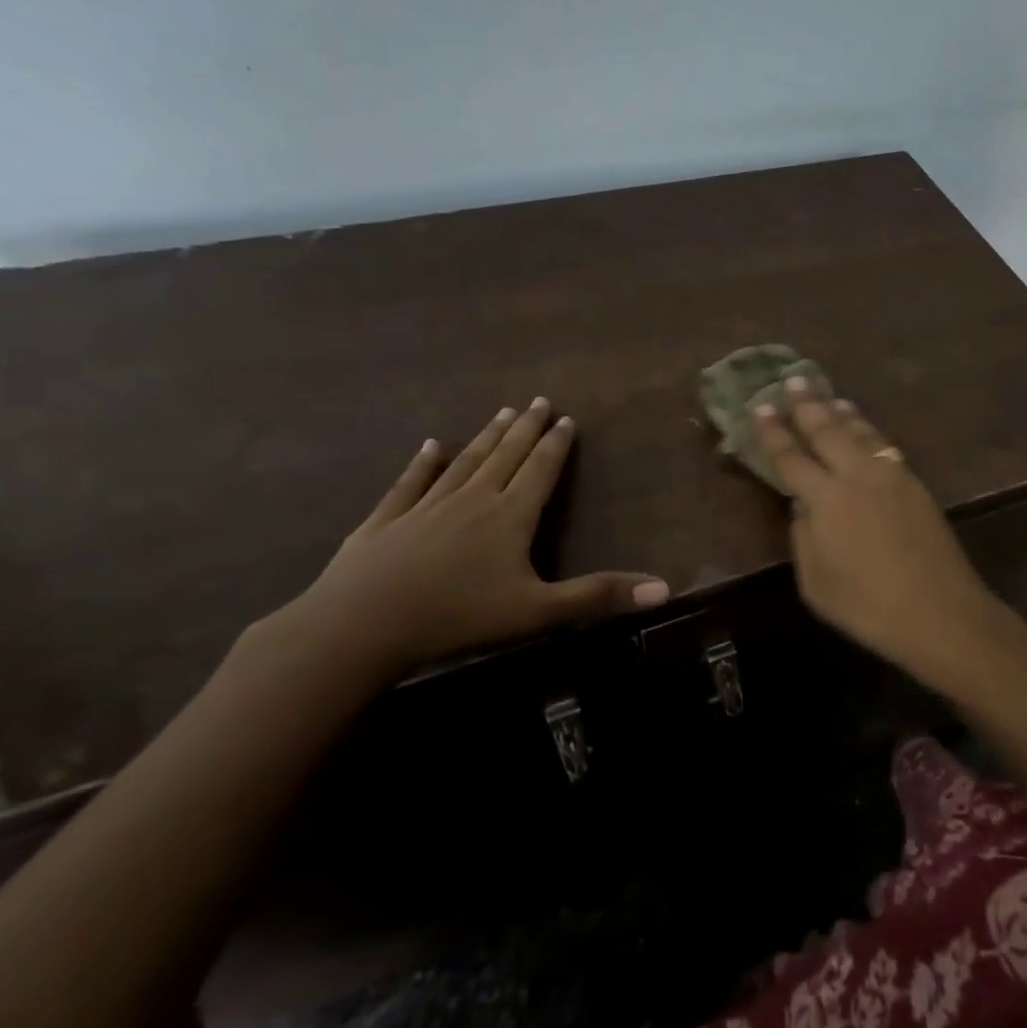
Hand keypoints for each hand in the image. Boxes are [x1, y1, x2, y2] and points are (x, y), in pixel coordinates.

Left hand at [247, 398, 668, 691]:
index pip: (541, 471)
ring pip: (464, 463)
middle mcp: (472, 500)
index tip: (566, 419)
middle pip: (506, 456)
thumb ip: (599, 597)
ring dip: (486, 438)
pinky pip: (409, 484)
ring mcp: (425, 508)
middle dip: (526, 429)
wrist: (360, 626)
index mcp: (510, 517)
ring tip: (501, 413)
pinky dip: (422, 463)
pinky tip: (429, 445)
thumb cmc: (458, 617)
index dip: (557, 445)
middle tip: (538, 401)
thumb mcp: (539, 612)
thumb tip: (665, 588)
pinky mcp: (385, 522)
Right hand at [752, 381, 1003, 681]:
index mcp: (826, 499)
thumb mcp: (815, 582)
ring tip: (829, 397)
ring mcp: (891, 476)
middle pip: (827, 431)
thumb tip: (803, 506)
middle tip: (793, 380)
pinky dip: (868, 431)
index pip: (791, 458)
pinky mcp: (915, 484)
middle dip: (807, 405)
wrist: (939, 611)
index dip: (773, 433)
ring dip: (841, 413)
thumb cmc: (867, 606)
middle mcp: (857, 475)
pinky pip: (883, 446)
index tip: (760, 408)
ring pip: (861, 433)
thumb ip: (803, 537)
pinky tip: (865, 430)